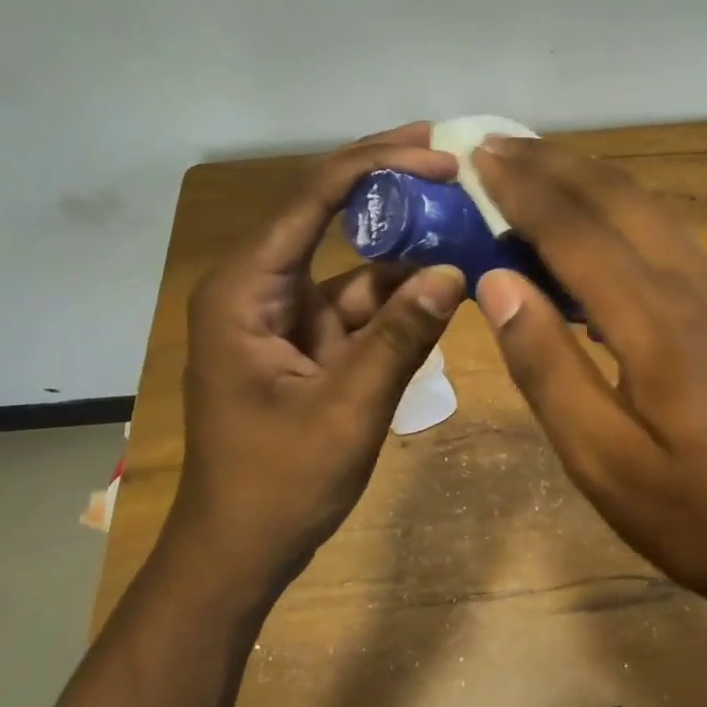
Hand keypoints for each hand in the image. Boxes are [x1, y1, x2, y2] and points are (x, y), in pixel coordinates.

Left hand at [168, 124, 467, 608]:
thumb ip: (401, 337)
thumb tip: (456, 273)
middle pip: (327, 214)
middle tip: (449, 153)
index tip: (438, 155)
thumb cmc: (277, 485)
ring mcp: (288, 314)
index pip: (310, 201)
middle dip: (388, 182)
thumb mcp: (347, 410)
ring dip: (407, 243)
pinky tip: (451, 279)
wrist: (240, 553)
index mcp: (246, 291)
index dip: (376, 167)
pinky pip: (364, 303)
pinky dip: (406, 294)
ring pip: (354, 261)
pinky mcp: (312, 341)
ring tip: (466, 213)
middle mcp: (261, 288)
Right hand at [472, 137, 706, 622]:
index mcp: (657, 321)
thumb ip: (546, 365)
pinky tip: (586, 222)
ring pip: (645, 204)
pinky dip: (615, 208)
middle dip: (553, 164)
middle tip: (495, 146)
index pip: (576, 231)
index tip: (478, 158)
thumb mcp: (601, 458)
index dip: (523, 191)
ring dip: (585, 178)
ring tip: (531, 167)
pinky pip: (663, 230)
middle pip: (616, 196)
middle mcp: (693, 282)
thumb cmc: (693, 512)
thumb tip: (497, 281)